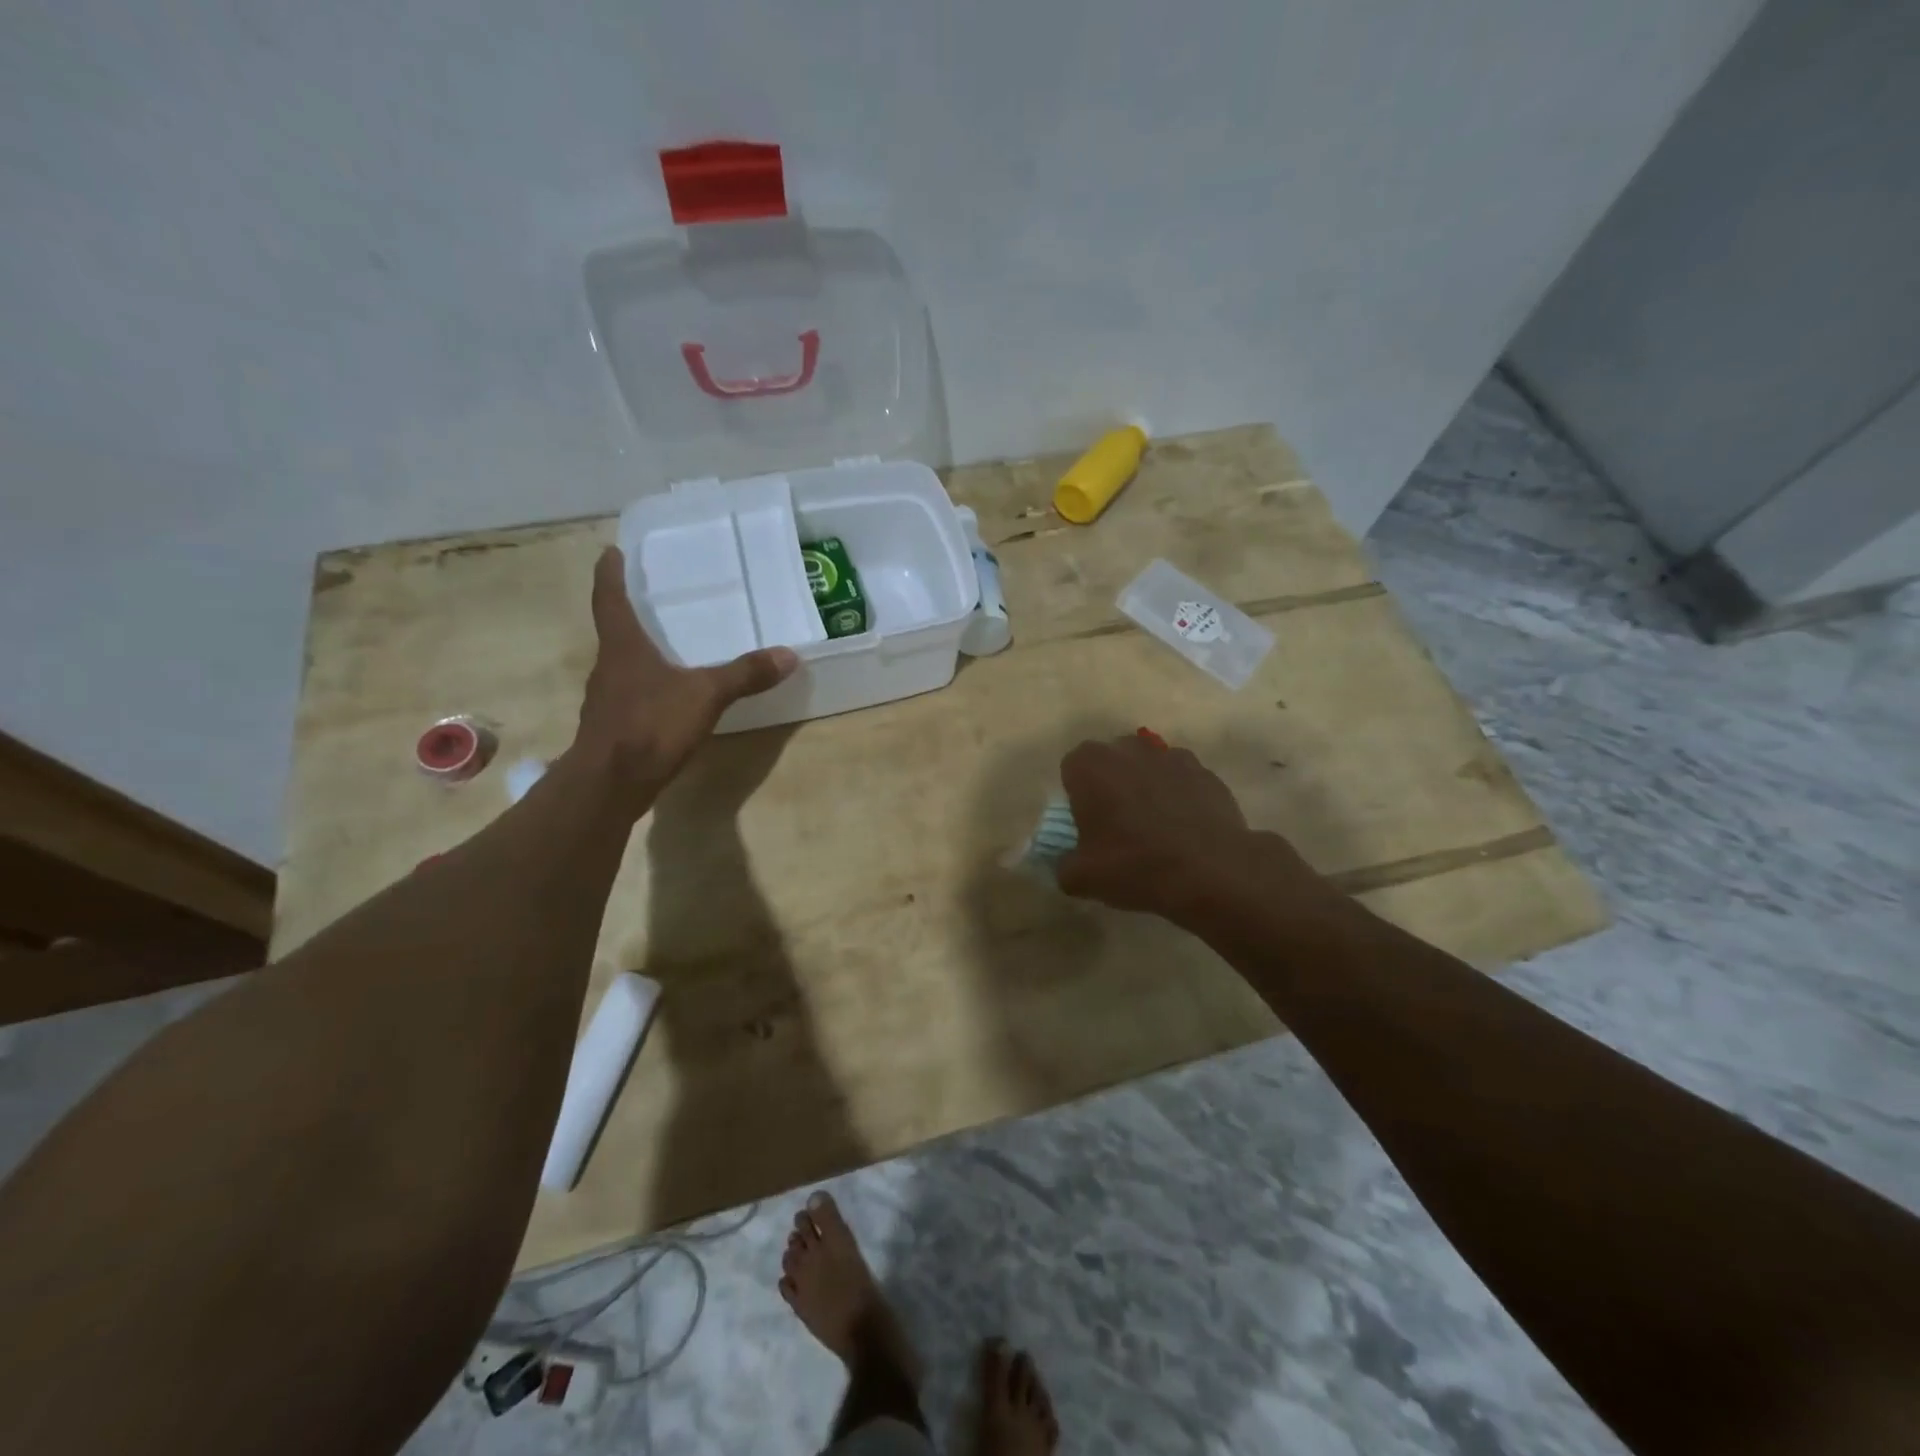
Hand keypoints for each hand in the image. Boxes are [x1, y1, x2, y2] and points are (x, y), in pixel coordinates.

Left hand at [573, 547, 797, 806]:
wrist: (610, 784)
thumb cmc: (650, 725)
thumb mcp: (705, 695)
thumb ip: (745, 675)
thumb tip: (788, 655)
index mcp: (622, 646)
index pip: (609, 599)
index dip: (609, 574)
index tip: (610, 552)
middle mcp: (608, 667)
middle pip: (615, 631)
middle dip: (630, 613)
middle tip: (653, 598)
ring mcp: (607, 699)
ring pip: (623, 665)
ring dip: (639, 653)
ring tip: (667, 646)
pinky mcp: (613, 728)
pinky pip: (632, 695)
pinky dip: (647, 687)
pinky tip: (669, 697)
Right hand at [1055, 733, 1330, 928]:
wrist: (1210, 871)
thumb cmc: (1133, 865)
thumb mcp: (1080, 878)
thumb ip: (1063, 864)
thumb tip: (1068, 863)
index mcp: (1090, 765)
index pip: (1072, 769)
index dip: (1077, 795)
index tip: (1086, 824)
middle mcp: (1129, 749)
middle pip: (1111, 762)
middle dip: (1111, 785)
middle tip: (1117, 825)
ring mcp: (1172, 756)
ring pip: (1148, 768)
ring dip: (1146, 789)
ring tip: (1156, 830)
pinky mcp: (1206, 773)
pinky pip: (1182, 782)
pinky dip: (1180, 798)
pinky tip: (1185, 832)